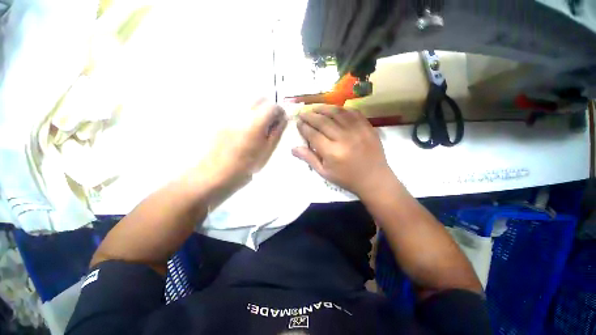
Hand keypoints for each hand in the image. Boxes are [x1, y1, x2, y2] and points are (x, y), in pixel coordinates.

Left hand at [193, 99, 286, 187]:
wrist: (215, 173)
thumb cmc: (245, 167)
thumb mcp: (267, 152)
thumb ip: (277, 132)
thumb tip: (283, 119)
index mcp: (255, 124)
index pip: (272, 106)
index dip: (280, 112)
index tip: (280, 122)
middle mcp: (241, 113)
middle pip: (260, 98)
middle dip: (268, 107)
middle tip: (269, 123)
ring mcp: (228, 114)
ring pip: (248, 102)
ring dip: (257, 110)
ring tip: (256, 128)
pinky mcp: (220, 118)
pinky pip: (237, 109)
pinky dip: (245, 115)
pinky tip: (243, 130)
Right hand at [292, 105, 394, 197]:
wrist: (374, 179)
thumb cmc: (346, 178)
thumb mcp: (324, 172)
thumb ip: (309, 158)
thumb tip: (293, 148)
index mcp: (332, 152)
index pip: (313, 134)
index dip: (303, 127)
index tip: (298, 123)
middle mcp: (344, 138)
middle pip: (323, 121)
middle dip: (310, 116)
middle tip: (302, 113)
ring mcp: (357, 130)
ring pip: (337, 113)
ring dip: (323, 108)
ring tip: (314, 108)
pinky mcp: (368, 127)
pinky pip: (353, 112)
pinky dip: (341, 109)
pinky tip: (334, 109)